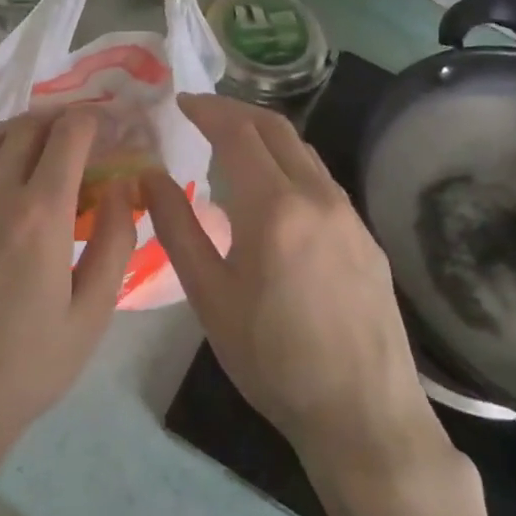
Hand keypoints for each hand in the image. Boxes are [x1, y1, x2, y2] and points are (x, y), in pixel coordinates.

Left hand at [0, 109, 136, 478]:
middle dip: (58, 119)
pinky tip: (0, 188)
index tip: (106, 124)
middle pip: (26, 127)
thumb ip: (114, 243)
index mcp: (40, 214)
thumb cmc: (27, 366)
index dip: (91, 119)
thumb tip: (123, 188)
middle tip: (77, 134)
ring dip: (20, 133)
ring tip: (40, 149)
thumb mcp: (91, 314)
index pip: (68, 135)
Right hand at [142, 94, 450, 472]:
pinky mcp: (367, 238)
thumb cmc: (272, 359)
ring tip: (232, 144)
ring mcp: (350, 216)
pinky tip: (273, 192)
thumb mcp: (209, 296)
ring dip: (265, 135)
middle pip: (277, 129)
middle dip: (236, 110)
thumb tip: (149, 177)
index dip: (207, 109)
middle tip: (202, 112)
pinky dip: (289, 165)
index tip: (180, 101)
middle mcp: (319, 197)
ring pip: (304, 152)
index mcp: (275, 207)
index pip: (238, 132)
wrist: (364, 414)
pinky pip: (322, 181)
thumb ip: (176, 228)